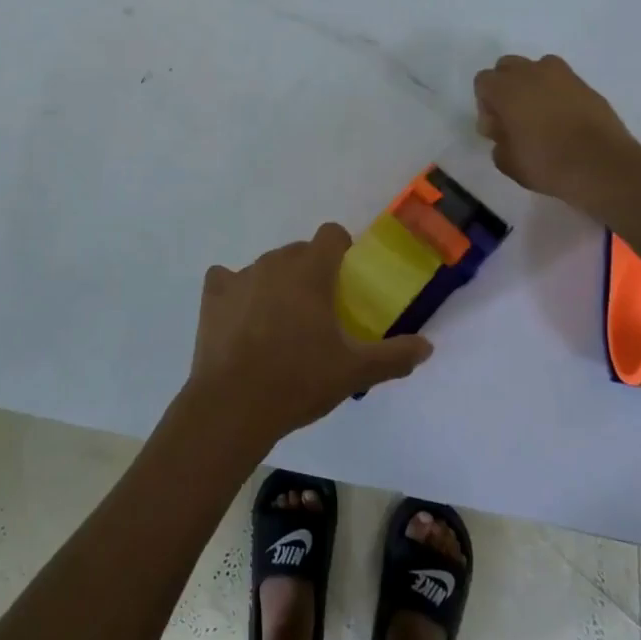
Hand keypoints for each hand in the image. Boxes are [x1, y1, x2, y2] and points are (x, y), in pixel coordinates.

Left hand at [187, 224, 432, 449]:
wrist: (234, 404)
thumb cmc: (299, 380)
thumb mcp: (354, 372)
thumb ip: (394, 356)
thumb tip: (427, 347)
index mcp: (311, 270)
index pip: (331, 234)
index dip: (341, 250)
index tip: (345, 280)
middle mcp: (275, 262)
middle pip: (298, 252)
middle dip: (310, 272)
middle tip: (318, 313)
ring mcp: (240, 276)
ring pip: (266, 267)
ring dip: (276, 284)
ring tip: (280, 325)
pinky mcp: (213, 295)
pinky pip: (226, 280)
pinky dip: (235, 292)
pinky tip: (241, 319)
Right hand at [473, 54, 640, 211]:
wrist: (603, 166)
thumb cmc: (548, 164)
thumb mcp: (507, 162)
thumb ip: (498, 142)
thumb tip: (504, 132)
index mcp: (506, 89)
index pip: (483, 81)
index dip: (485, 104)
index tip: (496, 128)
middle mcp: (531, 73)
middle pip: (507, 66)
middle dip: (506, 87)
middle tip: (514, 117)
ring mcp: (562, 76)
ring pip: (537, 68)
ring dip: (532, 85)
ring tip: (541, 114)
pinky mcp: (586, 85)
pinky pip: (562, 81)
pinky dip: (558, 93)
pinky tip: (564, 119)